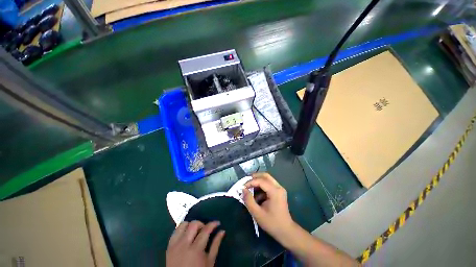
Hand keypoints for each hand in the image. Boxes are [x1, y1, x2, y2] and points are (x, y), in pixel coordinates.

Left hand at [166, 221, 224, 266]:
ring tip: (195, 232)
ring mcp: (175, 245)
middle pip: (193, 224)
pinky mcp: (168, 247)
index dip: (213, 224)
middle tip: (205, 230)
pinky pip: (175, 231)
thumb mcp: (210, 261)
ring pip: (183, 225)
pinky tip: (187, 236)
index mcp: (196, 249)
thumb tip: (222, 231)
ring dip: (190, 225)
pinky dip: (182, 230)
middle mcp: (184, 244)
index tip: (217, 223)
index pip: (205, 230)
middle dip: (201, 224)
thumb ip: (216, 244)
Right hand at [242, 173, 294, 242]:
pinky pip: (268, 185)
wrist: (286, 231)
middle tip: (246, 182)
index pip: (261, 181)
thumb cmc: (272, 223)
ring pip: (267, 179)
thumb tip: (243, 190)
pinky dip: (261, 187)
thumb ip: (249, 200)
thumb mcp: (257, 213)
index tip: (243, 187)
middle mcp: (278, 187)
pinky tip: (256, 196)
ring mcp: (280, 189)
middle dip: (254, 177)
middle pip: (265, 176)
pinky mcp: (279, 192)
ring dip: (258, 182)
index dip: (251, 182)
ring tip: (249, 188)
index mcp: (275, 191)